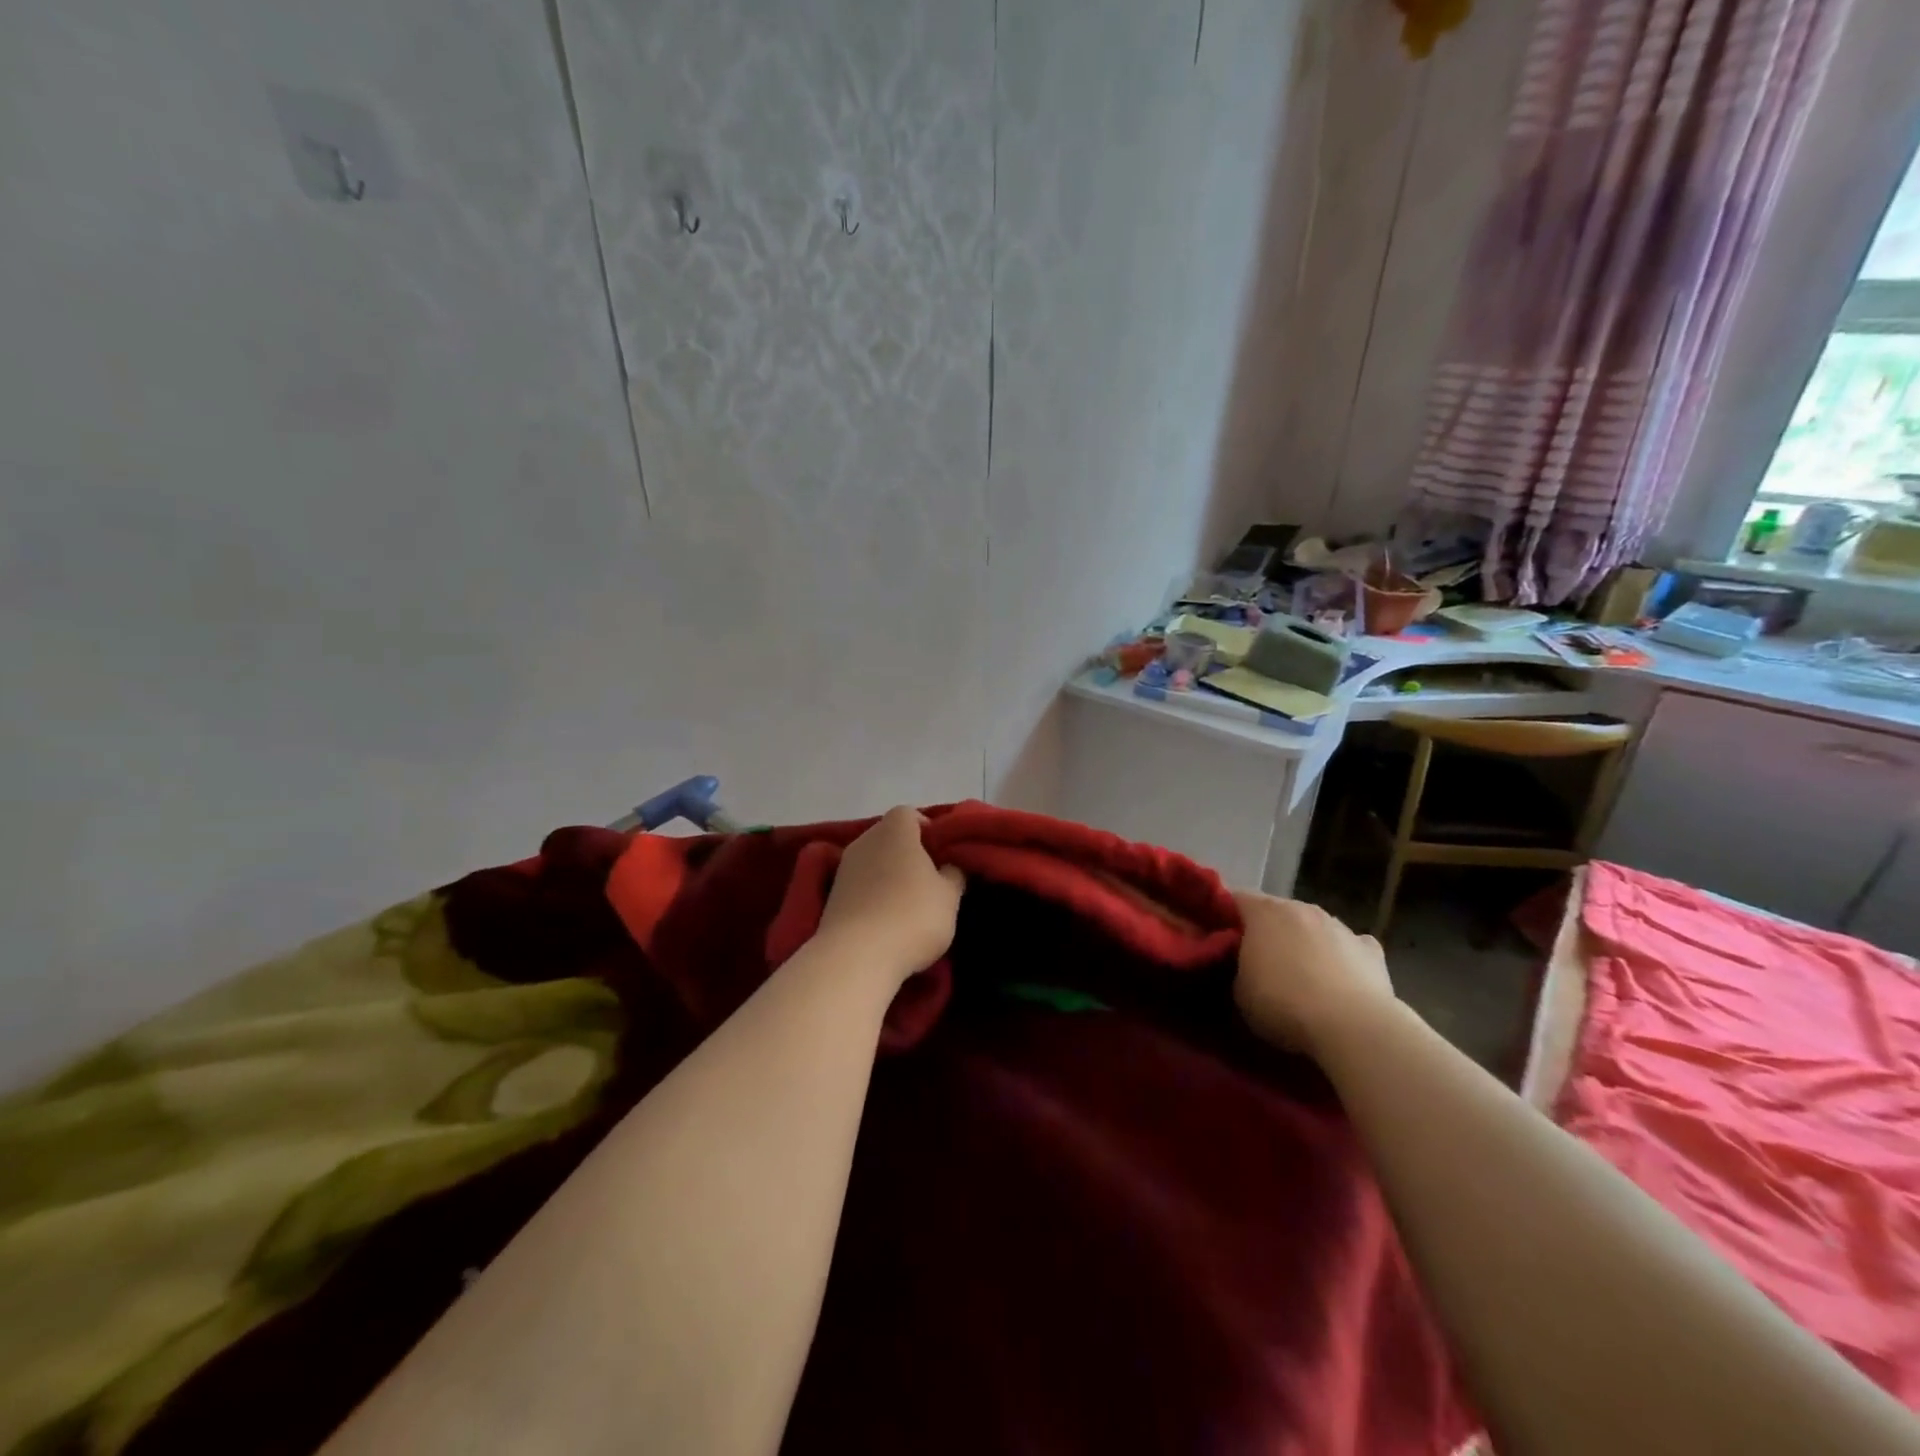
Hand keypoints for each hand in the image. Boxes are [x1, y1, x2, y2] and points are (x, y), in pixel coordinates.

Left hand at [816, 807, 965, 984]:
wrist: (856, 956)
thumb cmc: (912, 916)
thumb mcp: (949, 896)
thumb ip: (954, 874)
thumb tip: (950, 865)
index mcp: (895, 831)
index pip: (909, 814)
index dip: (927, 829)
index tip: (941, 854)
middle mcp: (864, 841)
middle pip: (889, 837)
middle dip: (908, 853)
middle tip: (929, 880)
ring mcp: (844, 869)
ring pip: (873, 862)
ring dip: (888, 876)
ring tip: (907, 905)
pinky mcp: (831, 897)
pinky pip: (859, 886)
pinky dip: (872, 896)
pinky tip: (886, 921)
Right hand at [1231, 891, 1396, 1057]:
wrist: (1353, 1028)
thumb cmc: (1284, 1004)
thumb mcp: (1239, 993)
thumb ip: (1236, 970)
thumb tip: (1243, 967)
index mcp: (1264, 912)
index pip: (1234, 899)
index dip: (1224, 917)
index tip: (1218, 939)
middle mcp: (1302, 908)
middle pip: (1277, 911)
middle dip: (1267, 931)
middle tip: (1258, 961)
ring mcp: (1340, 926)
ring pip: (1313, 927)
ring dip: (1305, 943)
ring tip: (1301, 977)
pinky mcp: (1371, 950)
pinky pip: (1350, 947)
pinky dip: (1343, 959)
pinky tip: (1341, 981)